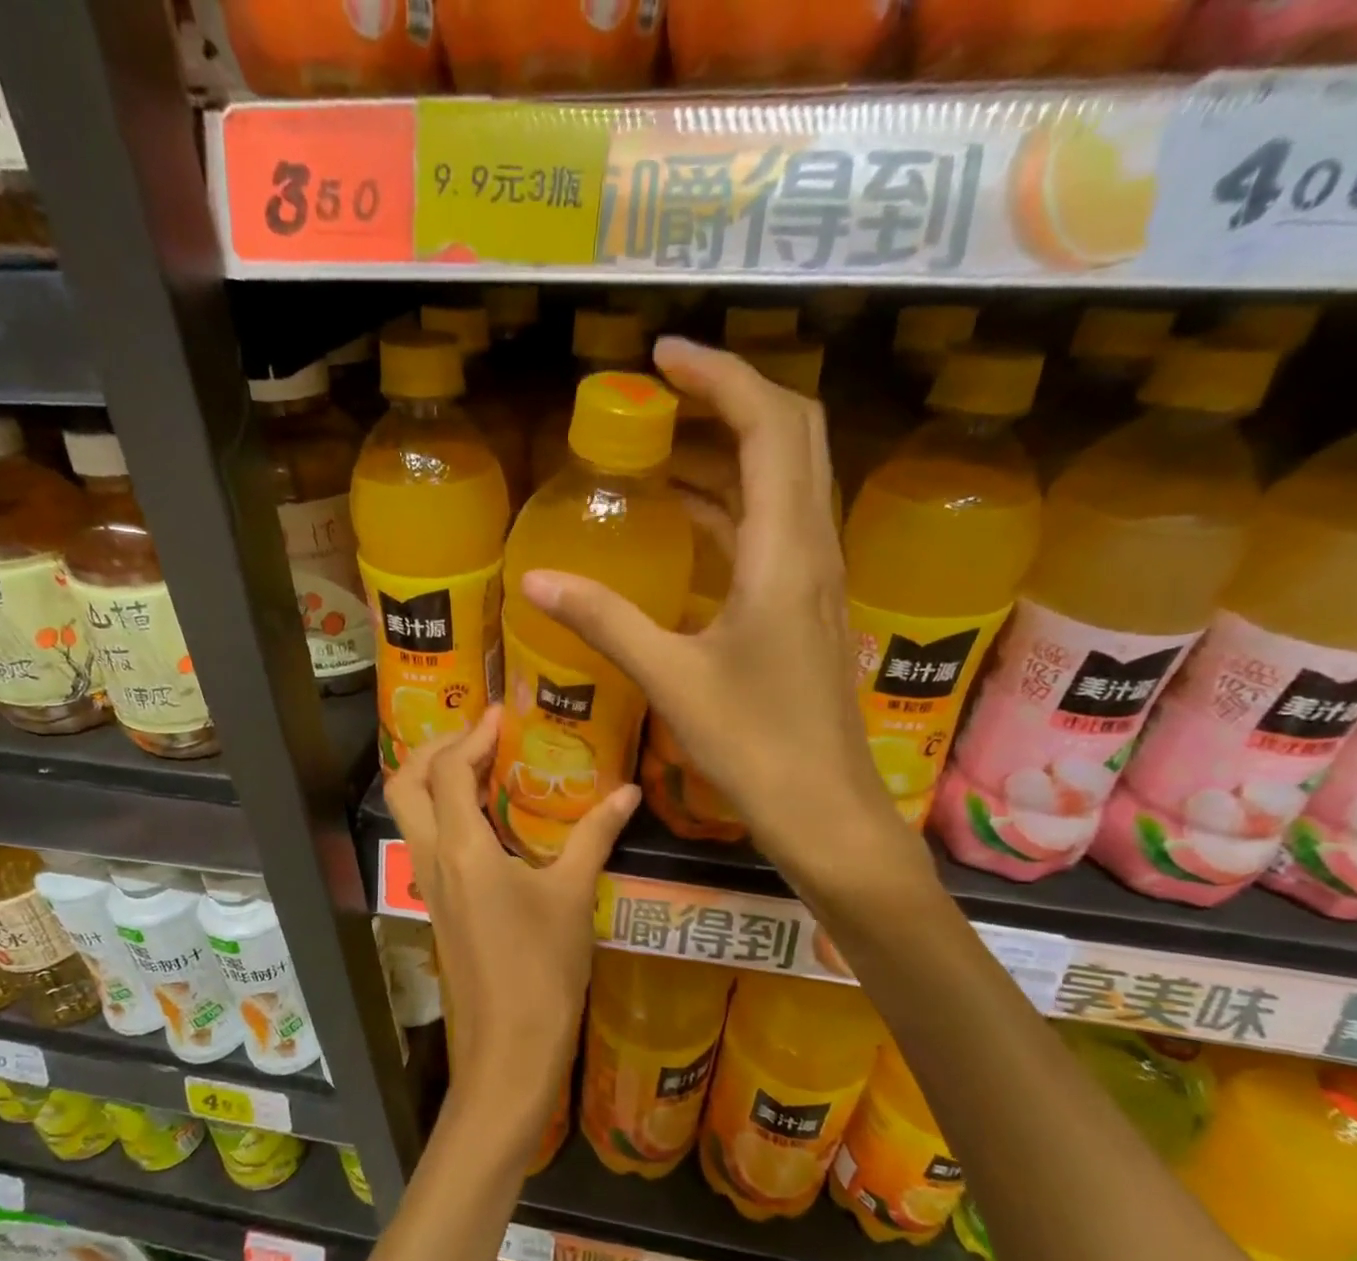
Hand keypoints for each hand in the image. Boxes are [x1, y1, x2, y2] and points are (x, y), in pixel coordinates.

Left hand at [384, 706, 637, 1145]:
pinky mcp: (437, 905)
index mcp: (462, 849)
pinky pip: (426, 841)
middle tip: (478, 737)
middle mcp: (432, 859)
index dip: (471, 734)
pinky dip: (444, 813)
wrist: (509, 1051)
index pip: (449, 771)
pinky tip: (487, 820)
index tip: (501, 714)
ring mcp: (428, 884)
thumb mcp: (572, 896)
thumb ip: (596, 836)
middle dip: (434, 749)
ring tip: (482, 766)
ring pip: (410, 813)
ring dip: (434, 780)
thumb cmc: (542, 970)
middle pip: (406, 784)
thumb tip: (629, 792)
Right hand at [520, 337, 916, 885]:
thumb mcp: (670, 677)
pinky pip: (776, 524)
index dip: (719, 376)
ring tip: (664, 443)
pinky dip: (734, 502)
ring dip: (733, 447)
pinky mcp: (807, 602)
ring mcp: (817, 575)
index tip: (662, 357)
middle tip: (664, 390)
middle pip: (794, 433)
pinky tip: (687, 518)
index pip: (770, 425)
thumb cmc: (753, 745)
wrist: (823, 806)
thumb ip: (603, 620)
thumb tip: (533, 580)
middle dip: (732, 396)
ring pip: (789, 477)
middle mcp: (813, 546)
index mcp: (785, 551)